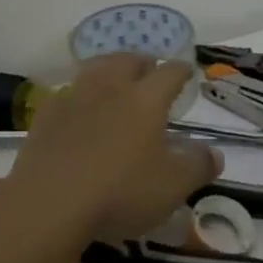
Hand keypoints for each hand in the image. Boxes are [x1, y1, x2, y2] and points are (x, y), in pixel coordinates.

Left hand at [3, 54, 220, 241]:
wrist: (49, 202)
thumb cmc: (120, 191)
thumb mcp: (172, 187)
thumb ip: (198, 166)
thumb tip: (215, 153)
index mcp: (145, 99)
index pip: (169, 73)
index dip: (181, 70)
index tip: (187, 71)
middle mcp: (110, 88)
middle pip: (128, 60)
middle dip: (142, 62)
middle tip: (149, 71)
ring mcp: (75, 97)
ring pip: (95, 69)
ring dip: (109, 69)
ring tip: (115, 80)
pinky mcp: (47, 115)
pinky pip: (68, 93)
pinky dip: (80, 95)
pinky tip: (80, 109)